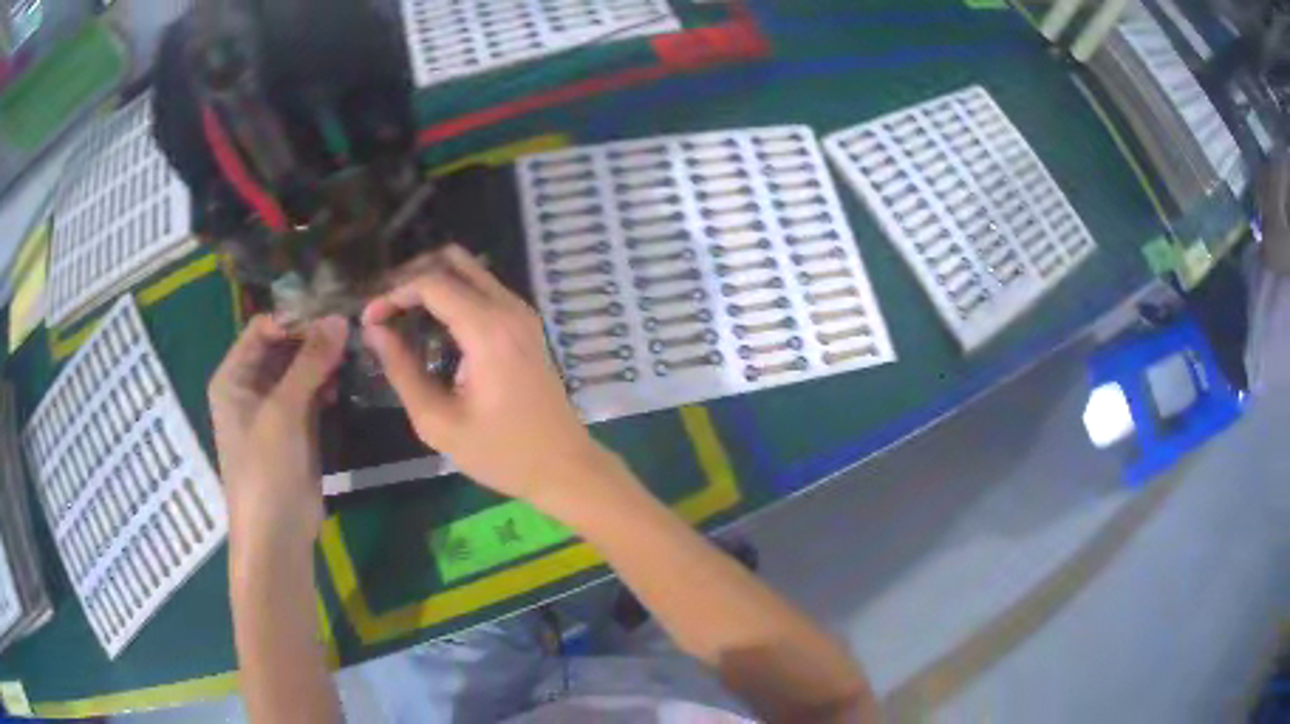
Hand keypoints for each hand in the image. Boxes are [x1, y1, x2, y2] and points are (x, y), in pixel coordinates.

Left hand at [208, 315, 347, 554]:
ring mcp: (273, 407)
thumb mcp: (284, 412)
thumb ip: (310, 363)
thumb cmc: (266, 470)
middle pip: (282, 346)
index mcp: (234, 376)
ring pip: (299, 369)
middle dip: (313, 337)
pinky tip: (347, 380)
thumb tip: (340, 318)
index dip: (295, 319)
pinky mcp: (294, 427)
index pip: (263, 328)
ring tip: (355, 350)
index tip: (333, 313)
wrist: (277, 535)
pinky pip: (309, 393)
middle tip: (352, 328)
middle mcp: (250, 386)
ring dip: (323, 360)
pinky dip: (326, 384)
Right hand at [361, 246, 615, 510]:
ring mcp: (522, 313)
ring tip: (399, 313)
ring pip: (471, 270)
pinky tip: (431, 324)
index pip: (432, 282)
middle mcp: (509, 308)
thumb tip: (374, 331)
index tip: (369, 320)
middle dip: (411, 275)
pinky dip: (453, 293)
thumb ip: (402, 371)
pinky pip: (484, 289)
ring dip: (432, 281)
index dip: (393, 293)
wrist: (564, 466)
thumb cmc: (501, 453)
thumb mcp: (439, 422)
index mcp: (488, 330)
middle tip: (384, 306)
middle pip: (454, 260)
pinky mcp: (526, 324)